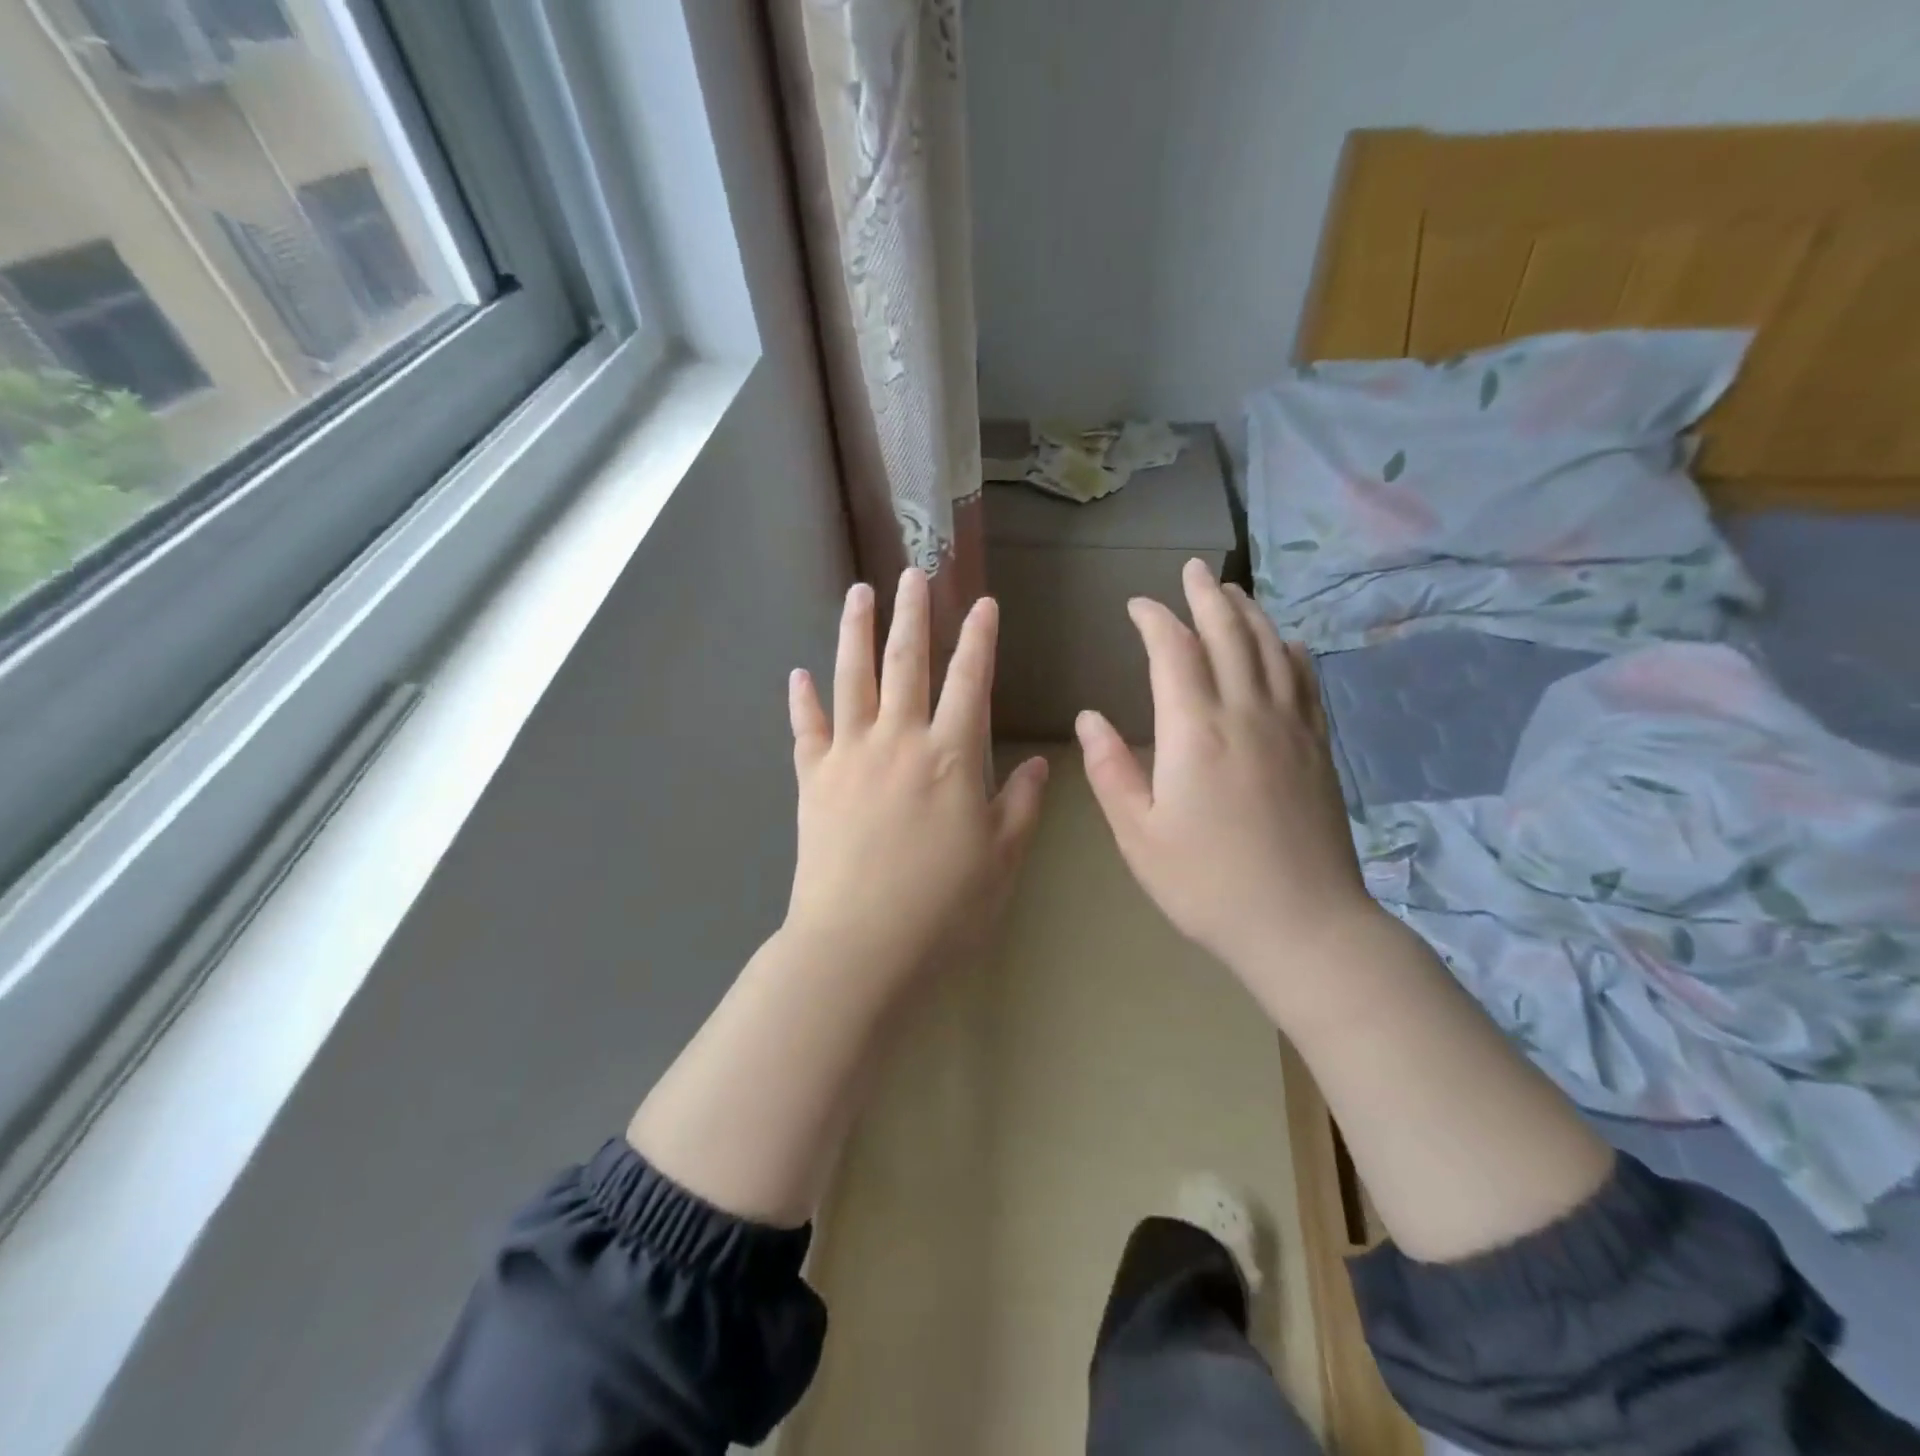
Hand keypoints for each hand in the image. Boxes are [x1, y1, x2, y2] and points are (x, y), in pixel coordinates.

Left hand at [784, 568, 1048, 983]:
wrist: (859, 946)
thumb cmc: (943, 908)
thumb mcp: (1002, 860)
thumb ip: (1022, 806)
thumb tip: (1040, 764)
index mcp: (951, 757)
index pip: (970, 681)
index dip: (979, 638)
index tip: (982, 601)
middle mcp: (899, 740)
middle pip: (906, 663)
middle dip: (913, 614)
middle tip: (913, 571)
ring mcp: (849, 756)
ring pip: (851, 679)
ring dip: (855, 632)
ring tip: (857, 593)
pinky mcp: (812, 780)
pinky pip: (806, 729)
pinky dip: (801, 700)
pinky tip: (797, 674)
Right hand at [1075, 559, 1378, 992]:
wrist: (1303, 924)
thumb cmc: (1206, 883)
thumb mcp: (1138, 835)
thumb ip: (1110, 770)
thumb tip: (1088, 718)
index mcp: (1195, 731)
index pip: (1173, 651)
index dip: (1154, 620)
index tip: (1137, 605)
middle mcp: (1246, 713)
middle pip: (1228, 634)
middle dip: (1206, 597)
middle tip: (1192, 570)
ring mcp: (1290, 726)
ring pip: (1271, 648)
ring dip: (1249, 613)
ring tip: (1232, 592)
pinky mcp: (1317, 747)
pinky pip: (1305, 681)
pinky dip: (1290, 651)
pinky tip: (1285, 644)